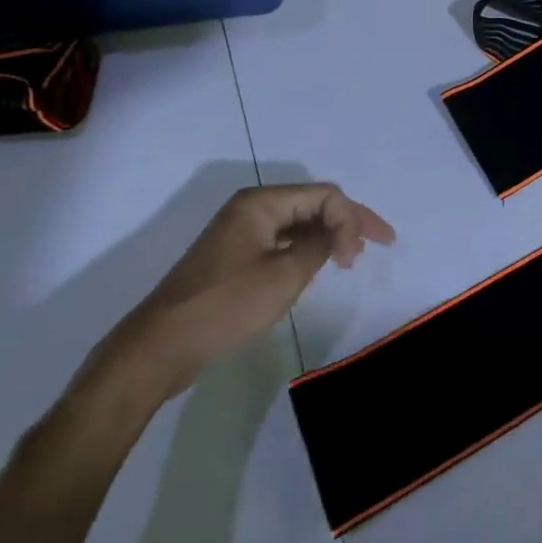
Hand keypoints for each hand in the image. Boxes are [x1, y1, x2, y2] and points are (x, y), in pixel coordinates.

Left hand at [90, 184, 394, 404]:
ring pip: (299, 224)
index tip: (356, 260)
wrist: (160, 347)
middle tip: (381, 243)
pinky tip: (319, 267)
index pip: (324, 196)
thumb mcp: (284, 276)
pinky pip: (283, 242)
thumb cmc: (225, 306)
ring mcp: (241, 233)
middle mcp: (252, 209)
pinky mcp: (235, 258)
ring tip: (351, 258)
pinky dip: (307, 250)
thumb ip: (320, 247)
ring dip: (328, 236)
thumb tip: (338, 235)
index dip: (351, 221)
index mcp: (262, 203)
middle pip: (313, 204)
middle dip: (348, 222)